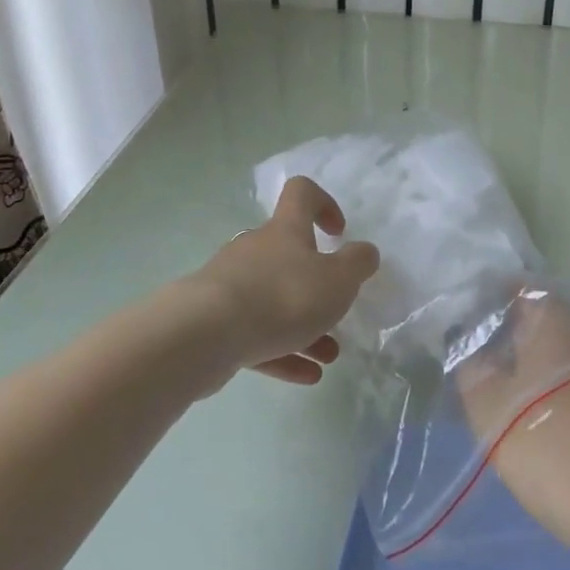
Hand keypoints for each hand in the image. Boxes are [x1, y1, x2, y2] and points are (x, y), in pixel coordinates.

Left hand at [190, 176, 379, 385]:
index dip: (324, 204)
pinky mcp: (216, 322)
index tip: (338, 232)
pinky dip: (283, 351)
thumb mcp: (338, 280)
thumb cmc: (282, 296)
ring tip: (330, 355)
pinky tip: (306, 375)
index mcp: (285, 230)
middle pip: (289, 255)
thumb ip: (358, 263)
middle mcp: (256, 249)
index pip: (301, 194)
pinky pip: (256, 333)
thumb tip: (365, 252)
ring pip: (274, 300)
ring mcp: (232, 285)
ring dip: (305, 325)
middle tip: (336, 309)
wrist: (204, 335)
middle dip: (317, 284)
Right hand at [456, 289, 569, 543]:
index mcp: (554, 320)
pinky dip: (548, 382)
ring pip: (557, 349)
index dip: (491, 295)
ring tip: (494, 378)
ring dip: (528, 358)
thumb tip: (468, 344)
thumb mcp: (486, 403)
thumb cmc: (543, 441)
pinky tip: (526, 406)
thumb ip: (471, 366)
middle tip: (474, 347)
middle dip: (508, 329)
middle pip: (541, 319)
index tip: (466, 312)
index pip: (521, 287)